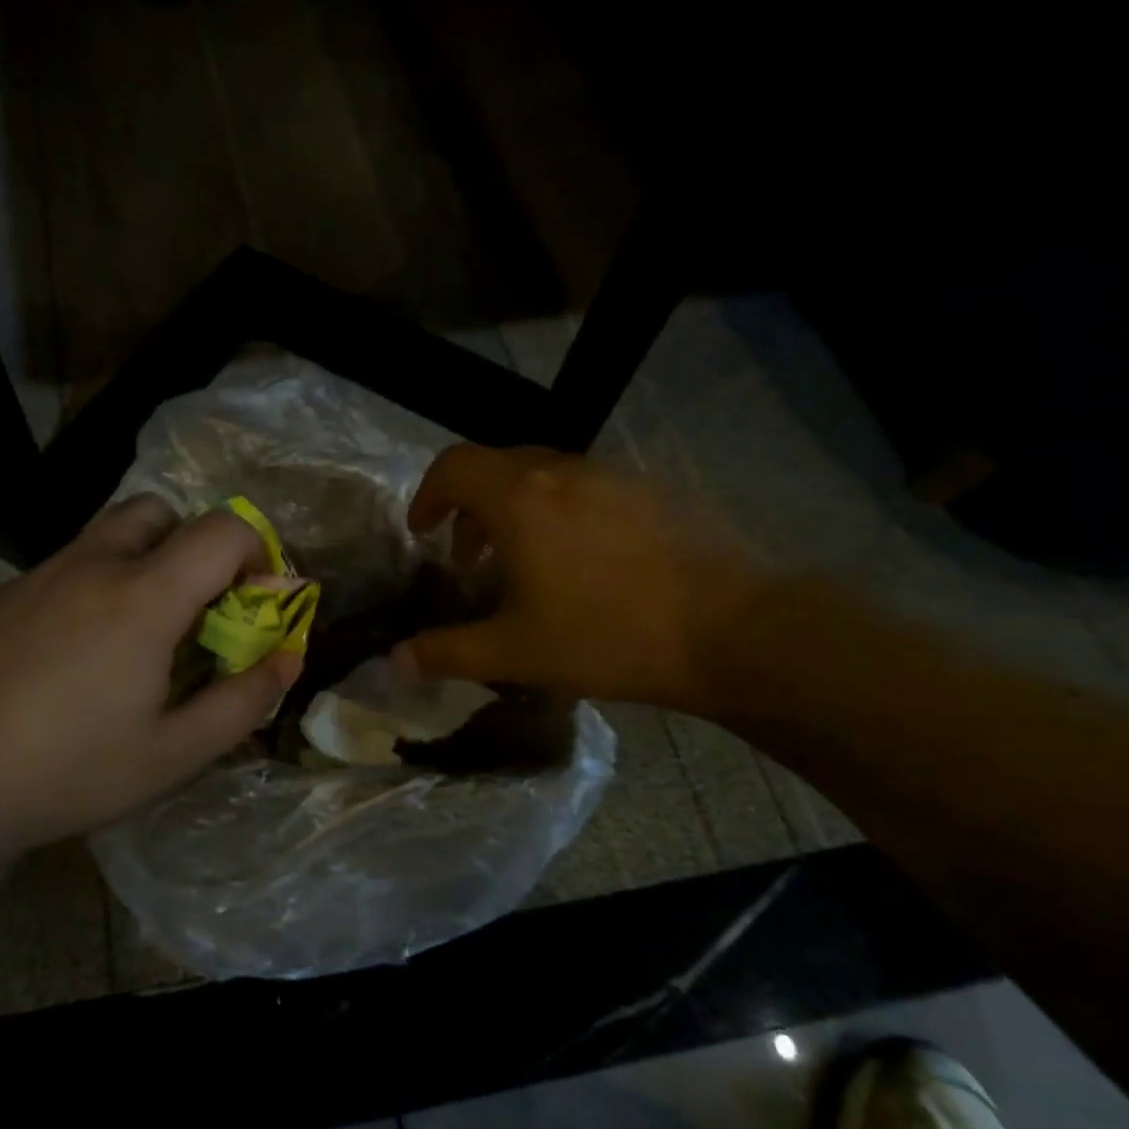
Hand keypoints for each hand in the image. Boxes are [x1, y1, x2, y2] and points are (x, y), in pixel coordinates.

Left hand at [0, 496, 301, 859]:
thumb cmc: (71, 771)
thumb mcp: (175, 754)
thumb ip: (243, 701)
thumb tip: (287, 659)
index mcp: (143, 597)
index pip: (221, 529)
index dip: (256, 551)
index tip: (255, 599)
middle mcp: (91, 565)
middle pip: (159, 510)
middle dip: (193, 545)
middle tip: (194, 607)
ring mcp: (38, 575)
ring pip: (106, 534)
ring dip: (142, 560)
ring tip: (136, 632)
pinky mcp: (0, 596)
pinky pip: (64, 567)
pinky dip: (92, 585)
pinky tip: (73, 655)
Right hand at [393, 446, 766, 712]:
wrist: (735, 631)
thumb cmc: (607, 637)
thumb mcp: (514, 653)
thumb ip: (446, 653)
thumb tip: (393, 662)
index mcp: (520, 499)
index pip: (453, 466)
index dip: (428, 495)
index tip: (423, 532)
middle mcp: (563, 472)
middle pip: (497, 467)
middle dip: (470, 507)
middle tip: (469, 559)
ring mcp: (616, 476)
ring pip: (546, 476)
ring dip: (518, 511)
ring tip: (526, 566)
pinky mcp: (656, 491)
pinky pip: (590, 489)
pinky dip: (564, 513)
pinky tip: (587, 566)